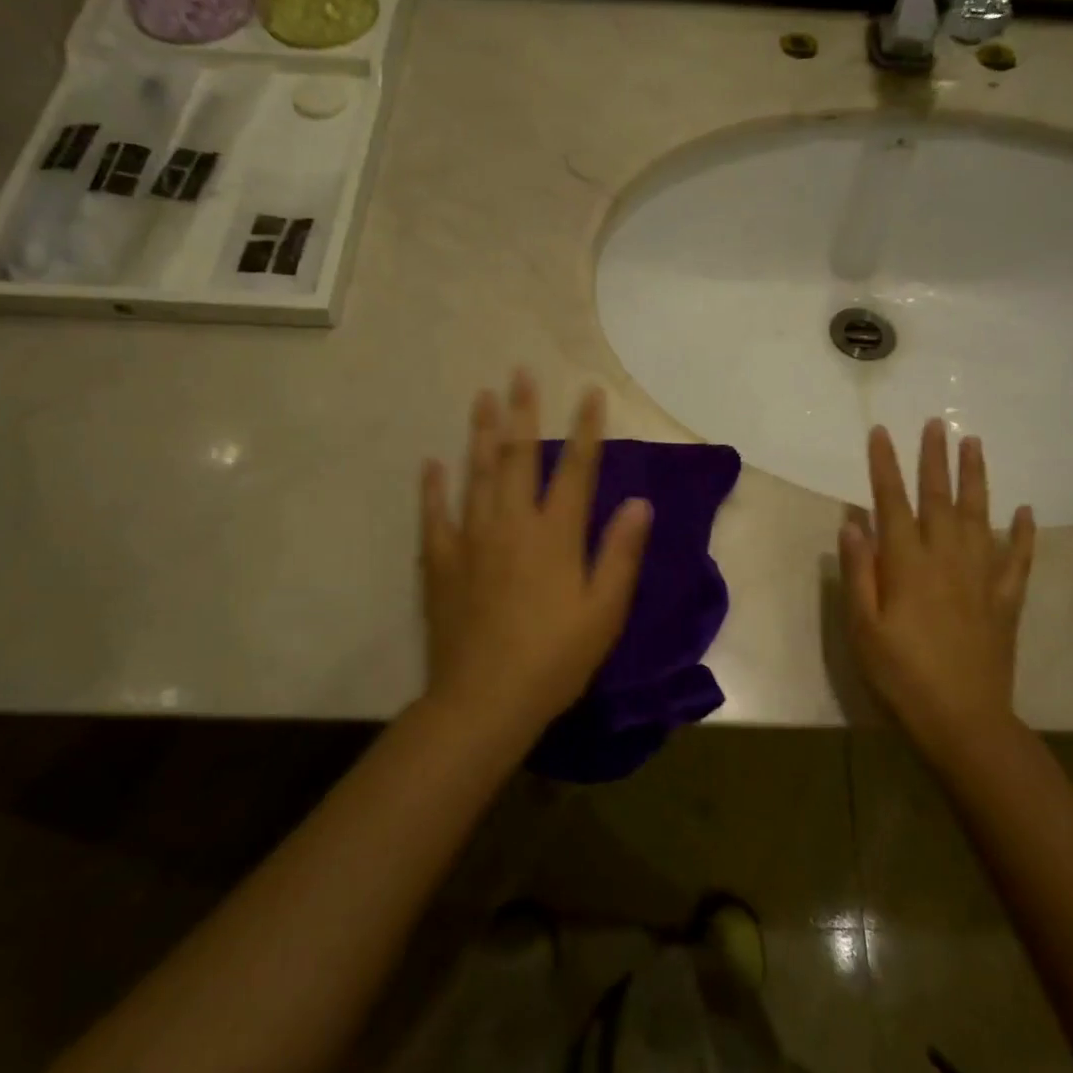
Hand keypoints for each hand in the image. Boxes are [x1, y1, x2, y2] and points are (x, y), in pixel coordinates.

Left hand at [420, 370, 653, 734]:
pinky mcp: (441, 562)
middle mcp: (512, 524)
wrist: (485, 699)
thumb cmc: (555, 658)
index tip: (591, 393)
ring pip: (477, 473)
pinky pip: (435, 515)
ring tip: (482, 397)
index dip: (587, 429)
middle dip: (524, 412)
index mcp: (556, 535)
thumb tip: (641, 502)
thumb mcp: (604, 611)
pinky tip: (432, 463)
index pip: (577, 469)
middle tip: (520, 373)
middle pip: (520, 457)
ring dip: (482, 433)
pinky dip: (433, 487)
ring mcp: (472, 539)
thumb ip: (621, 553)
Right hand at [838, 421, 1036, 753]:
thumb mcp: (863, 627)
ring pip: (980, 516)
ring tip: (974, 445)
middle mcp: (947, 559)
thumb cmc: (900, 675)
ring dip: (976, 478)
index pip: (892, 502)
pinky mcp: (1006, 600)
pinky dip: (1022, 533)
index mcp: (907, 564)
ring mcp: (982, 577)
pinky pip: (1017, 558)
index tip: (881, 433)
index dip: (885, 466)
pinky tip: (1024, 511)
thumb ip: (859, 572)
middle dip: (934, 458)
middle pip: (940, 498)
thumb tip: (853, 522)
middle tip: (936, 423)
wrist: (963, 720)